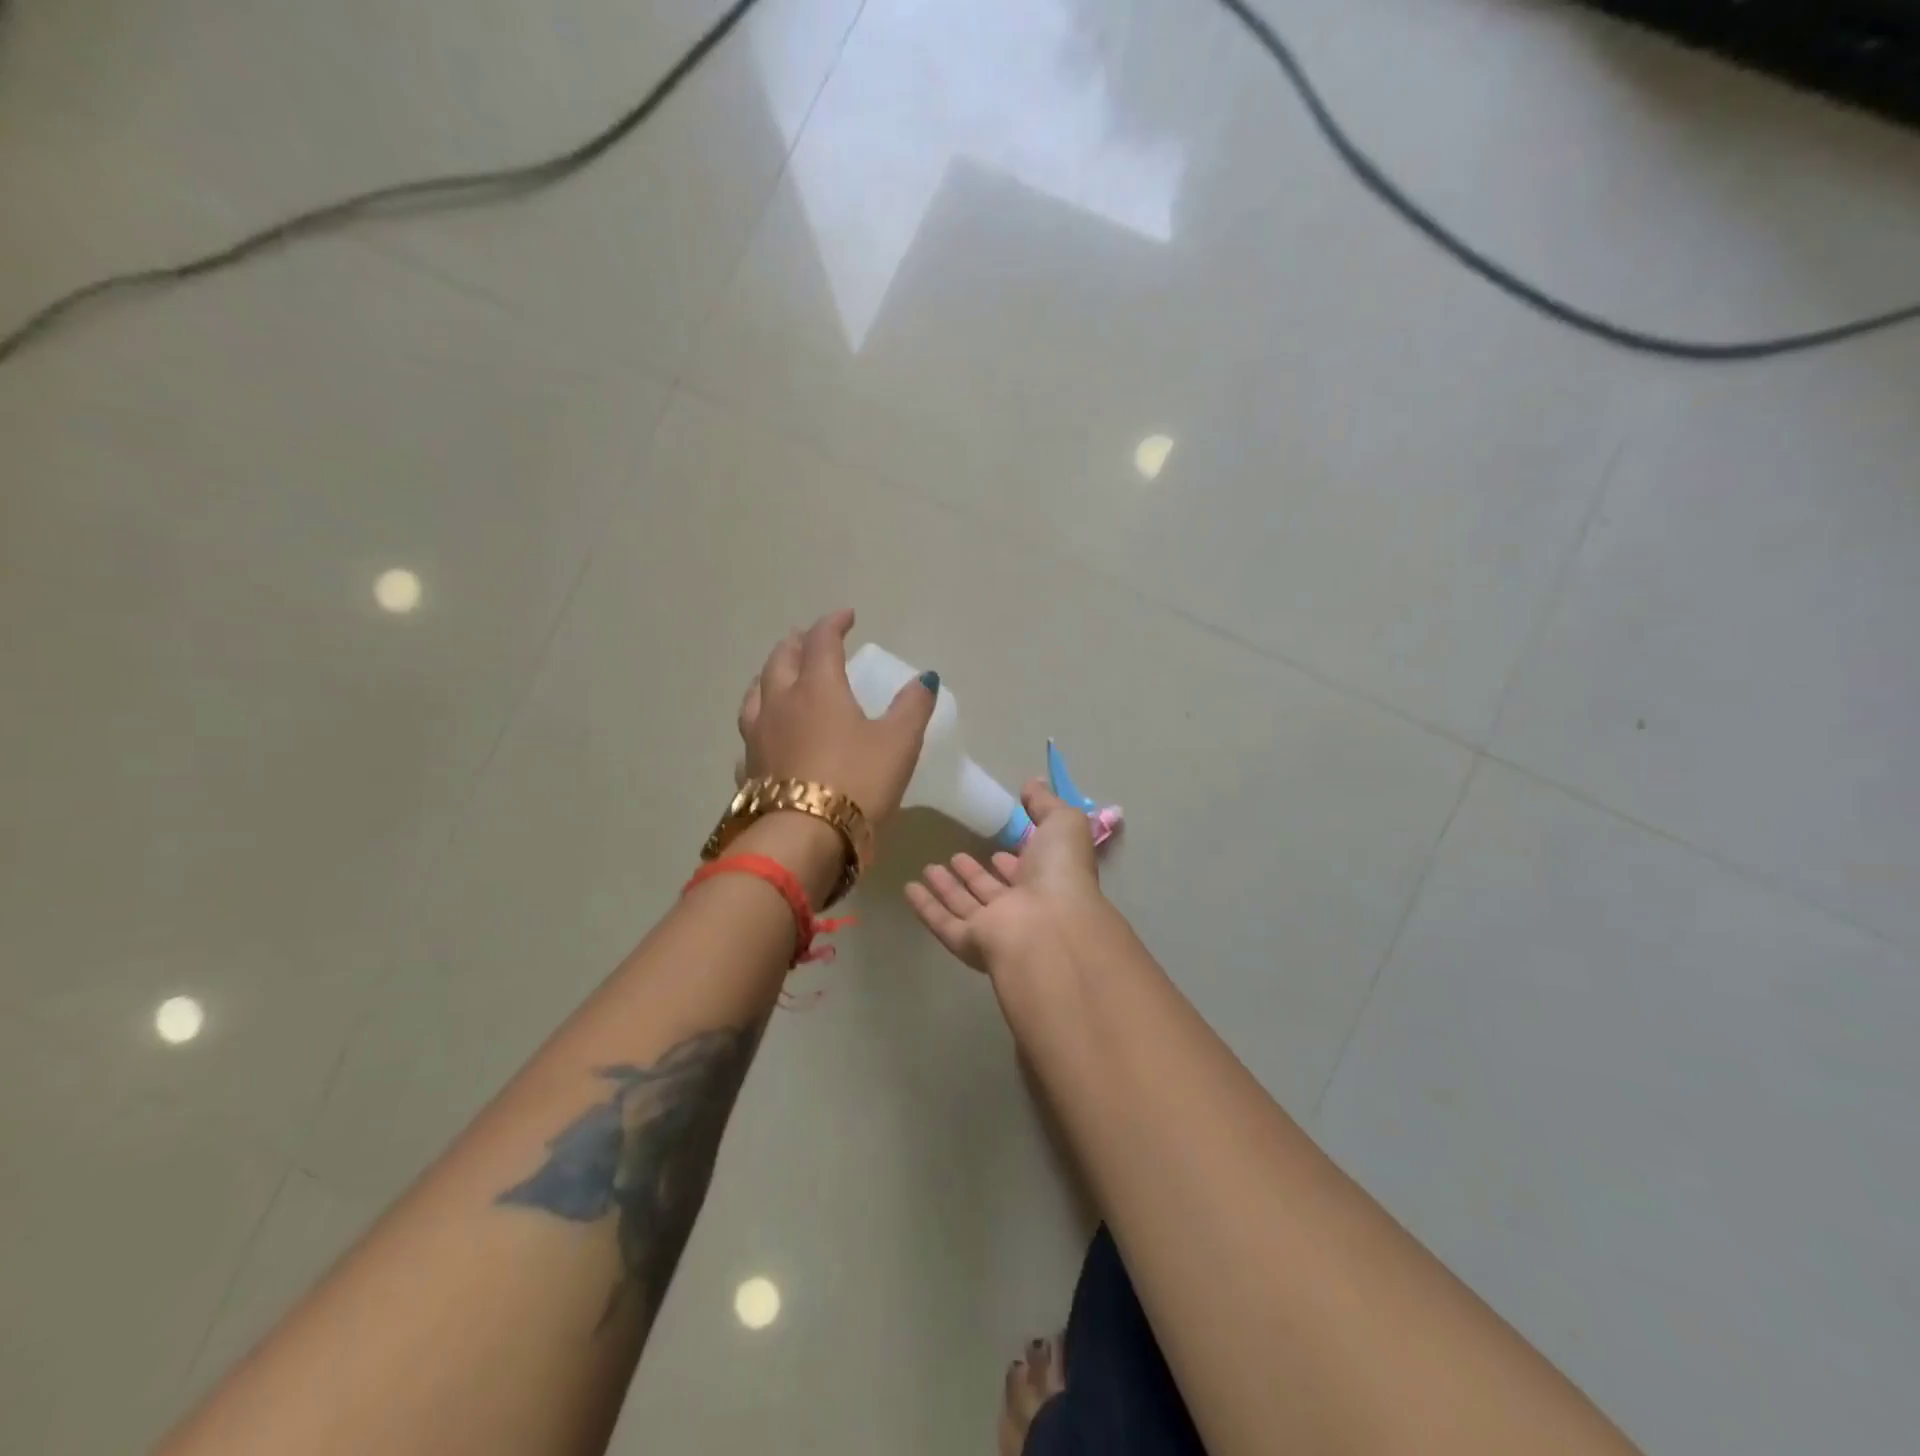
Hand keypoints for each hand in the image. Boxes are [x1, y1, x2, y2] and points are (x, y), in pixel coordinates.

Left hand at [736, 608, 936, 826]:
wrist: (803, 839)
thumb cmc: (857, 782)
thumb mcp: (899, 743)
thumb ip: (912, 707)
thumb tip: (925, 678)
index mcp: (817, 688)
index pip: (821, 641)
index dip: (834, 623)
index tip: (847, 616)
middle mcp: (780, 703)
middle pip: (780, 659)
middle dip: (796, 643)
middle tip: (807, 638)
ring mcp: (758, 736)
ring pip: (756, 692)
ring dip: (769, 675)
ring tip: (778, 675)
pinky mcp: (748, 769)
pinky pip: (750, 733)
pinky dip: (760, 722)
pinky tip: (764, 734)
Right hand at [905, 779, 1108, 974]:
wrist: (1051, 926)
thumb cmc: (1061, 872)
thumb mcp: (1062, 823)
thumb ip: (1045, 804)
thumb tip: (1032, 783)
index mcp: (1048, 880)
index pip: (1027, 870)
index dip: (1013, 859)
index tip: (996, 845)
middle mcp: (1023, 906)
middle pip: (993, 889)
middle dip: (975, 873)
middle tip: (955, 856)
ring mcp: (996, 928)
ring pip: (966, 905)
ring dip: (948, 887)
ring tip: (928, 868)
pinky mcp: (971, 942)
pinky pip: (944, 923)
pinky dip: (927, 908)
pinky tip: (909, 889)